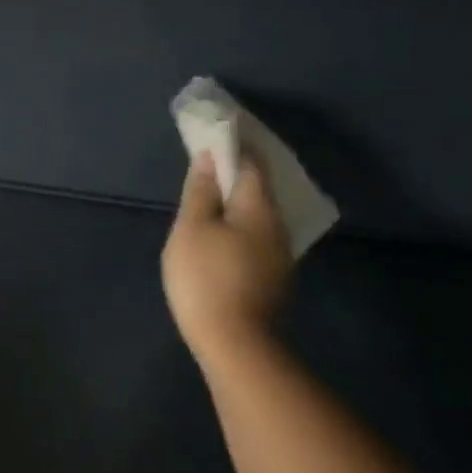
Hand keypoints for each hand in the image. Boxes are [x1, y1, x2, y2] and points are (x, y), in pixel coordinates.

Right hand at [162, 151, 293, 366]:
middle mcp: (278, 227)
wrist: (233, 340)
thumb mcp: (192, 228)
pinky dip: (242, 222)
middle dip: (239, 173)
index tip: (218, 133)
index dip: (235, 147)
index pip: (251, 167)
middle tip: (212, 160)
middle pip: (260, 190)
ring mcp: (279, 255)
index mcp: (259, 210)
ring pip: (260, 215)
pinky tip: (225, 229)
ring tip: (214, 193)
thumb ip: (200, 192)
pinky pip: (258, 235)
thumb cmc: (205, 275)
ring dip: (240, 199)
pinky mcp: (272, 277)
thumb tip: (208, 158)